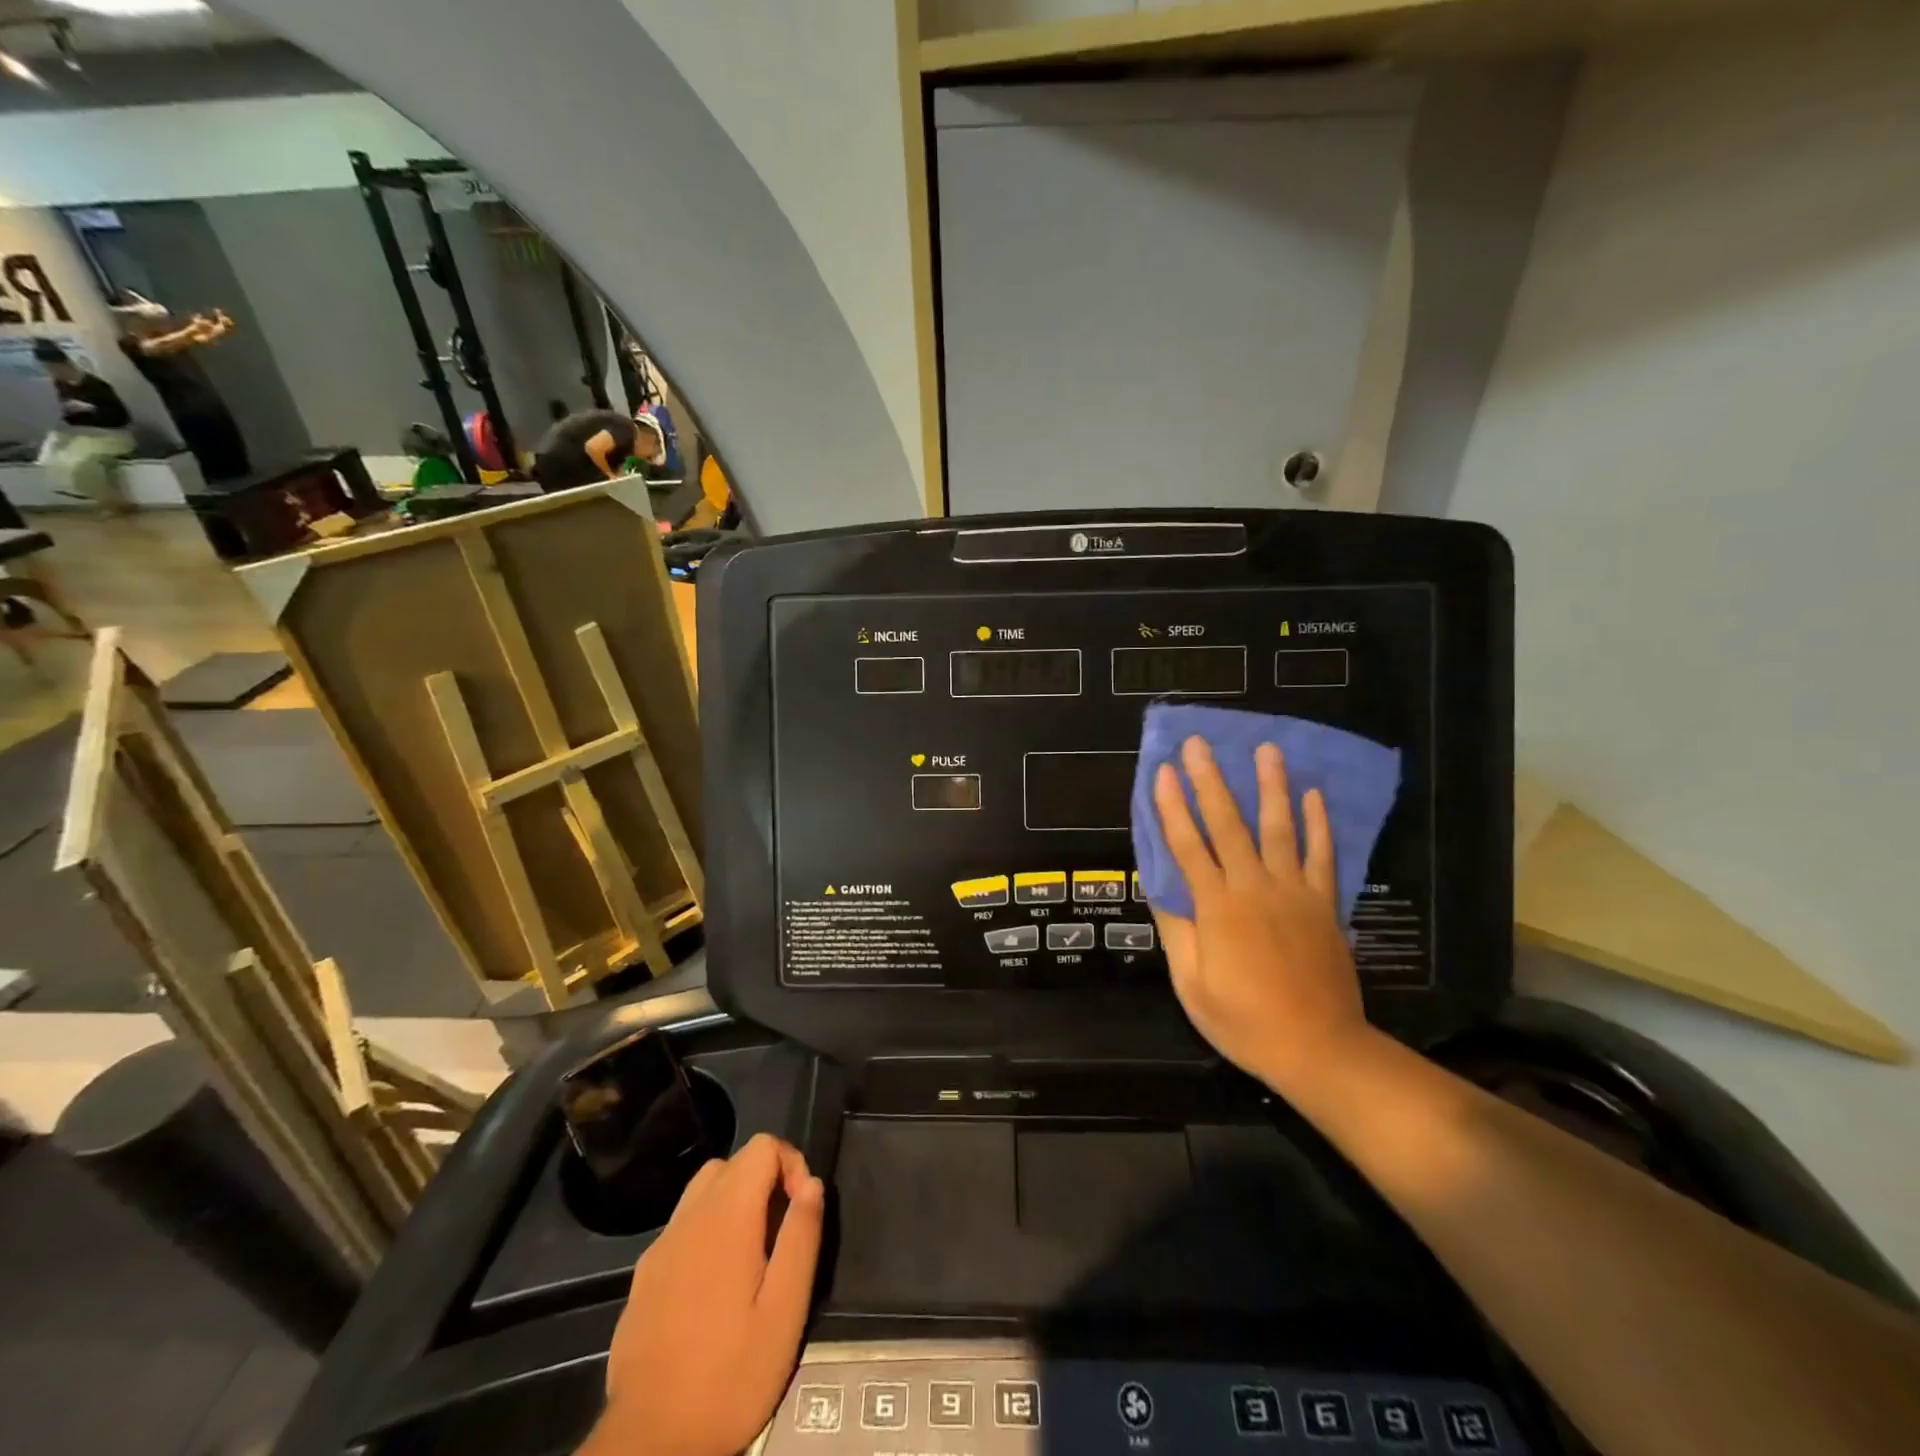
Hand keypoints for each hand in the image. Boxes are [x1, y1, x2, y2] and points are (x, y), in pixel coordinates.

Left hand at [585, 1135, 824, 1455]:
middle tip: (780, 1235)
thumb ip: (801, 1237)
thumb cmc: (729, 1376)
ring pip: (702, 1191)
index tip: (801, 1210)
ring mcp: (660, 1246)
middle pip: (731, 1163)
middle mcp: (689, 1218)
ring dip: (733, 1203)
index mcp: (727, 1217)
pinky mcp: (643, 1277)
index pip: (762, 1147)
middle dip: (764, 1181)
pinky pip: (682, 1227)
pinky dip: (706, 1231)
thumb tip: (812, 1184)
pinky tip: (715, 1286)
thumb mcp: (785, 1311)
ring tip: (752, 1257)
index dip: (791, 1163)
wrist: (649, 1444)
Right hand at [1151, 736, 1371, 1092]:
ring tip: (1267, 749)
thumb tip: (1160, 888)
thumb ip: (1177, 931)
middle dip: (1211, 781)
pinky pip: (1322, 856)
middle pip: (1228, 825)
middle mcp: (1254, 888)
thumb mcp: (1192, 985)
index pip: (1187, 846)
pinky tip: (1313, 795)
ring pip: (1280, 829)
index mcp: (1216, 908)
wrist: (1319, 1048)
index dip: (1172, 807)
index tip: (1162, 772)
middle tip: (1200, 744)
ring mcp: (1294, 893)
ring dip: (1271, 787)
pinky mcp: (1324, 904)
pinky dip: (1319, 824)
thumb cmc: (1245, 1021)